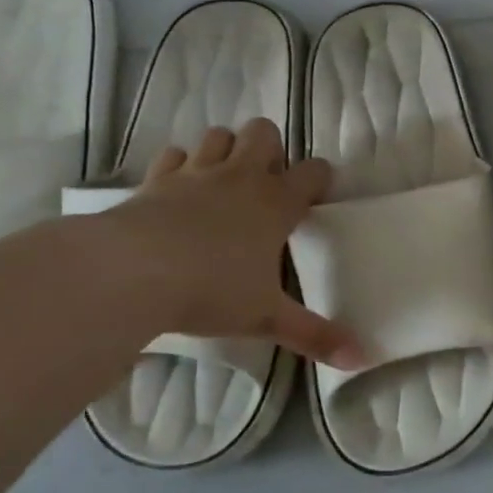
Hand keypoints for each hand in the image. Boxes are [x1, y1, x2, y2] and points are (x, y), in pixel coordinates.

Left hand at [96, 118, 363, 368]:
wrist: (129, 273)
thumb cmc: (211, 290)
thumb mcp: (266, 318)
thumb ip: (315, 335)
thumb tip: (364, 358)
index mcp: (277, 203)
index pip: (314, 171)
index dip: (319, 179)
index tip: (314, 199)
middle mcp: (241, 178)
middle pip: (264, 133)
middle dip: (268, 149)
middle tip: (264, 185)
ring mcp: (196, 173)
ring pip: (219, 136)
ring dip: (225, 151)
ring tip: (223, 182)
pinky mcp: (156, 179)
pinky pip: (174, 155)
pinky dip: (180, 165)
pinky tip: (178, 190)